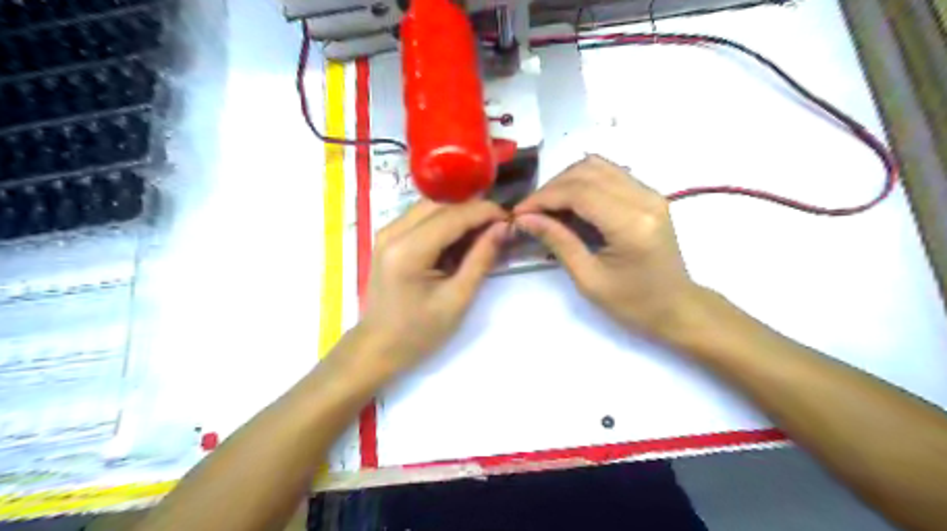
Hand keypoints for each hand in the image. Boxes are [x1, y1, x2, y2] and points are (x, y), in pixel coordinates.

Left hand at [358, 197, 510, 373]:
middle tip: (498, 226)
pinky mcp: (388, 238)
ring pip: (431, 207)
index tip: (510, 218)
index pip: (453, 215)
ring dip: (459, 214)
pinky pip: (421, 217)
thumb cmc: (419, 332)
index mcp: (408, 251)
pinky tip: (459, 239)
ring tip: (483, 231)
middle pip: (440, 204)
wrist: (378, 346)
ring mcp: (386, 232)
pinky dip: (444, 222)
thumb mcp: (457, 299)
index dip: (485, 211)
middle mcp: (392, 232)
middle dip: (473, 210)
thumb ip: (481, 259)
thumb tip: (503, 227)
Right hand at [514, 155, 697, 342]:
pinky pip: (609, 173)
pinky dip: (582, 182)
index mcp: (632, 224)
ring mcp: (650, 192)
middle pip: (587, 171)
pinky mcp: (649, 194)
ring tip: (547, 207)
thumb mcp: (589, 279)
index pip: (579, 192)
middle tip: (530, 212)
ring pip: (597, 166)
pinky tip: (569, 203)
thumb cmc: (633, 303)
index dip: (544, 197)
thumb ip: (558, 241)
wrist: (677, 307)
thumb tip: (525, 218)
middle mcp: (645, 198)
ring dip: (565, 181)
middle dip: (551, 188)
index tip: (519, 213)